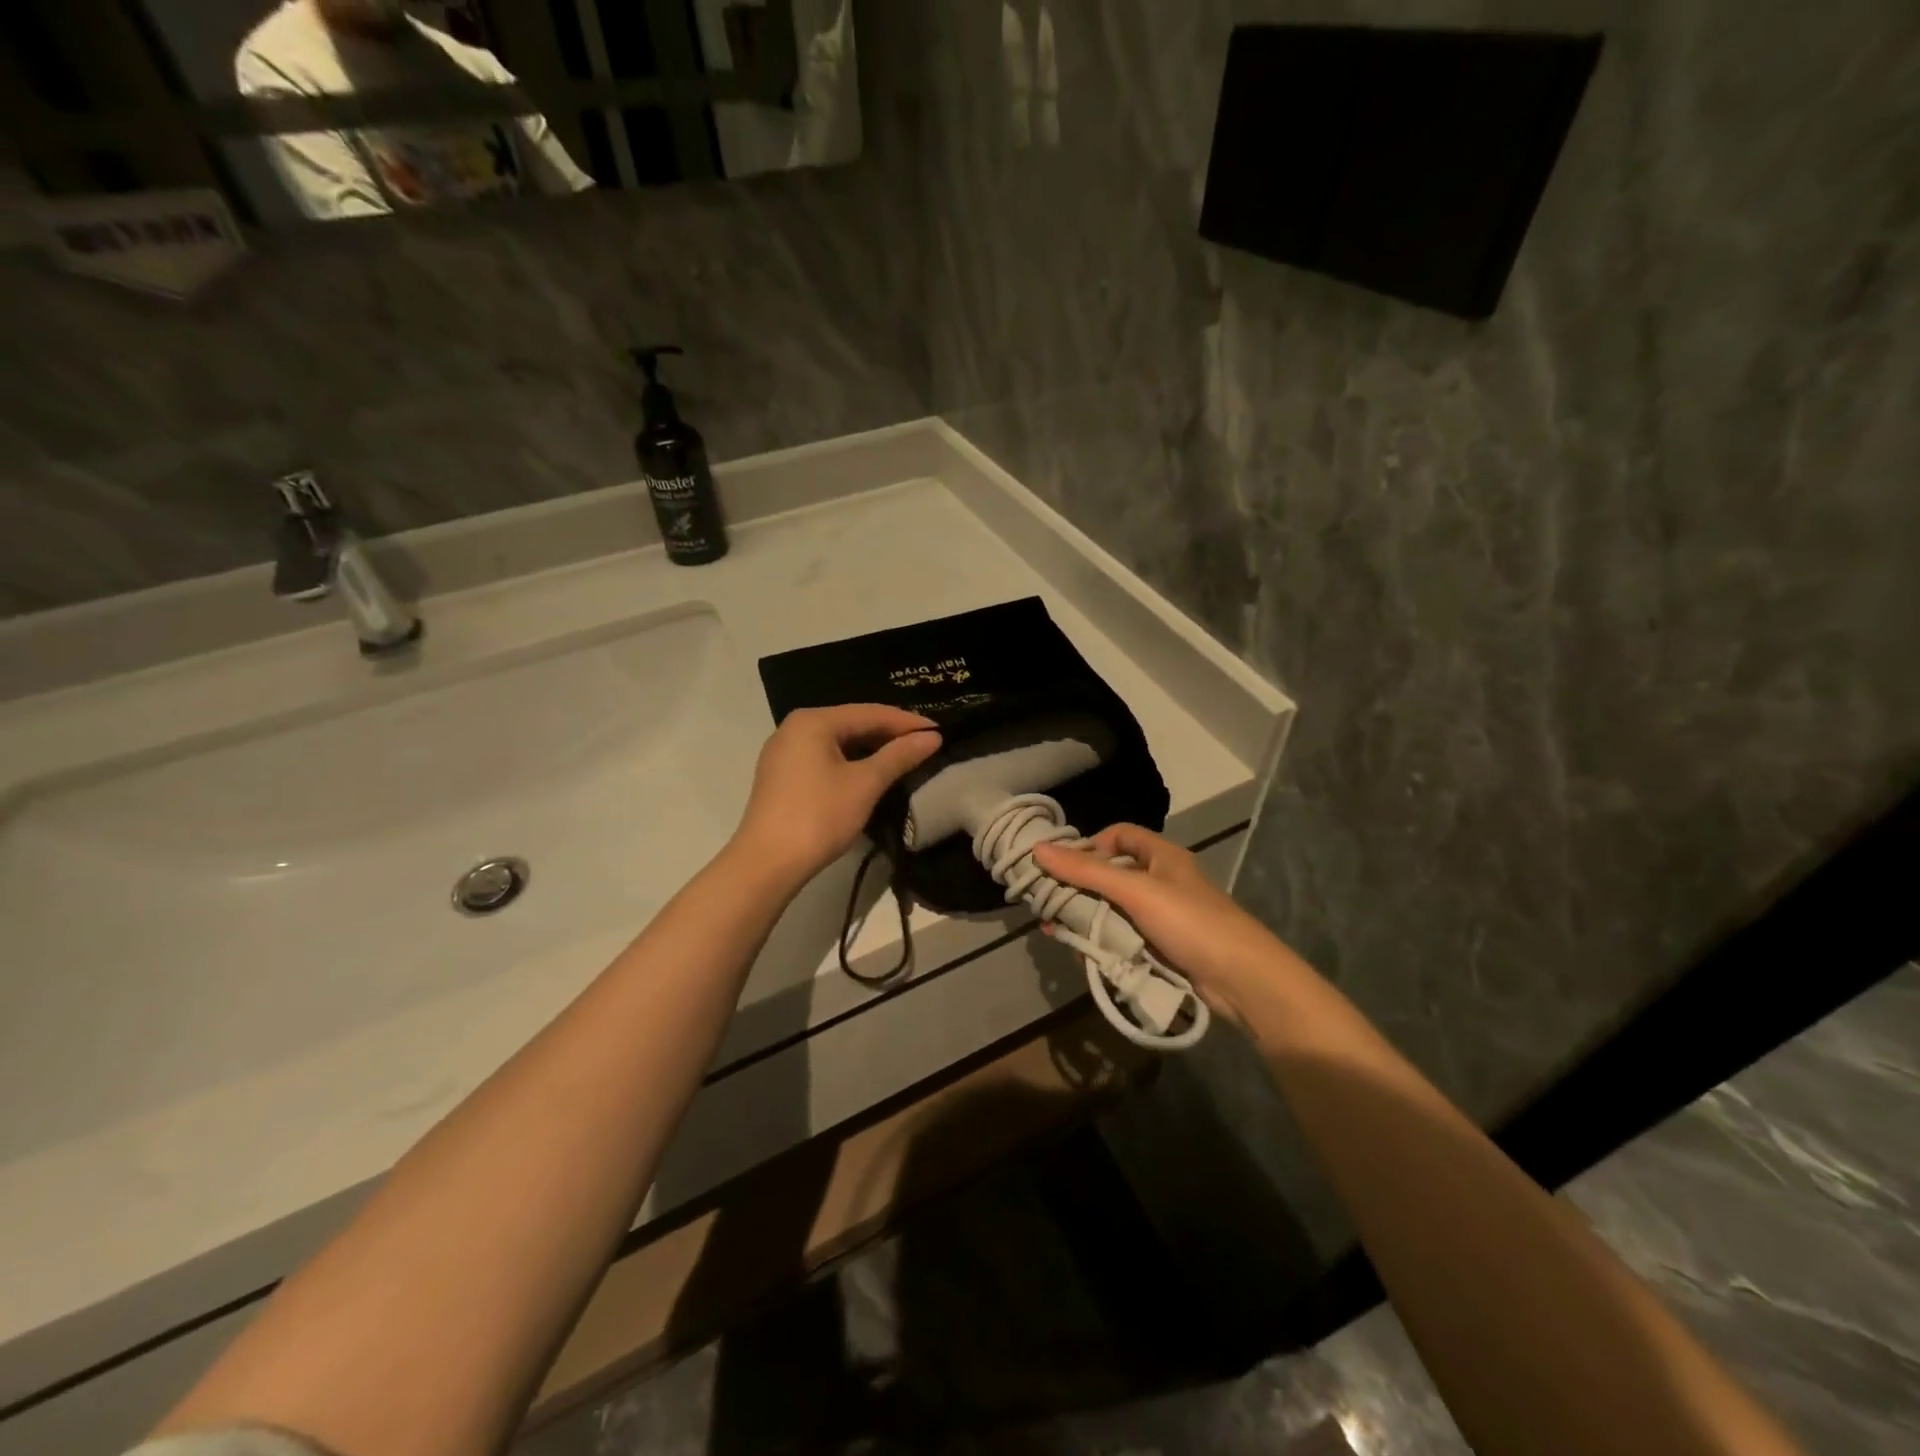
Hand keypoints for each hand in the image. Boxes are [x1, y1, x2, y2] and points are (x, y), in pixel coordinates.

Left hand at [731, 705, 942, 886]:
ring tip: (904, 759)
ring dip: (871, 750)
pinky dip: (850, 763)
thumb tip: (932, 737)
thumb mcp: (865, 784)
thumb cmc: (819, 816)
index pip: (870, 712)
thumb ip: (899, 756)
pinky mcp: (782, 775)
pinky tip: (870, 774)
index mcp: (813, 721)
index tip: (939, 732)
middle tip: (925, 745)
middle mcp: (794, 727)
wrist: (766, 863)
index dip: (907, 722)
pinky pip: (824, 758)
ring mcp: (784, 752)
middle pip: (852, 723)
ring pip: (838, 742)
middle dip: (889, 734)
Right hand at [1032, 824, 1291, 1022]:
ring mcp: (1162, 917)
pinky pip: (1123, 937)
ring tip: (1057, 931)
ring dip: (1086, 919)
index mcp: (1161, 856)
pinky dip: (1102, 943)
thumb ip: (1086, 872)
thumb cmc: (1190, 922)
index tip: (1063, 865)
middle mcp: (1161, 881)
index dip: (1090, 845)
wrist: (1242, 980)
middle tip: (1048, 903)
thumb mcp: (1135, 891)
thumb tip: (1038, 850)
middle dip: (1079, 888)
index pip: (1118, 835)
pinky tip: (1083, 952)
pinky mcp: (1161, 948)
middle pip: (1111, 874)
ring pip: (1113, 909)